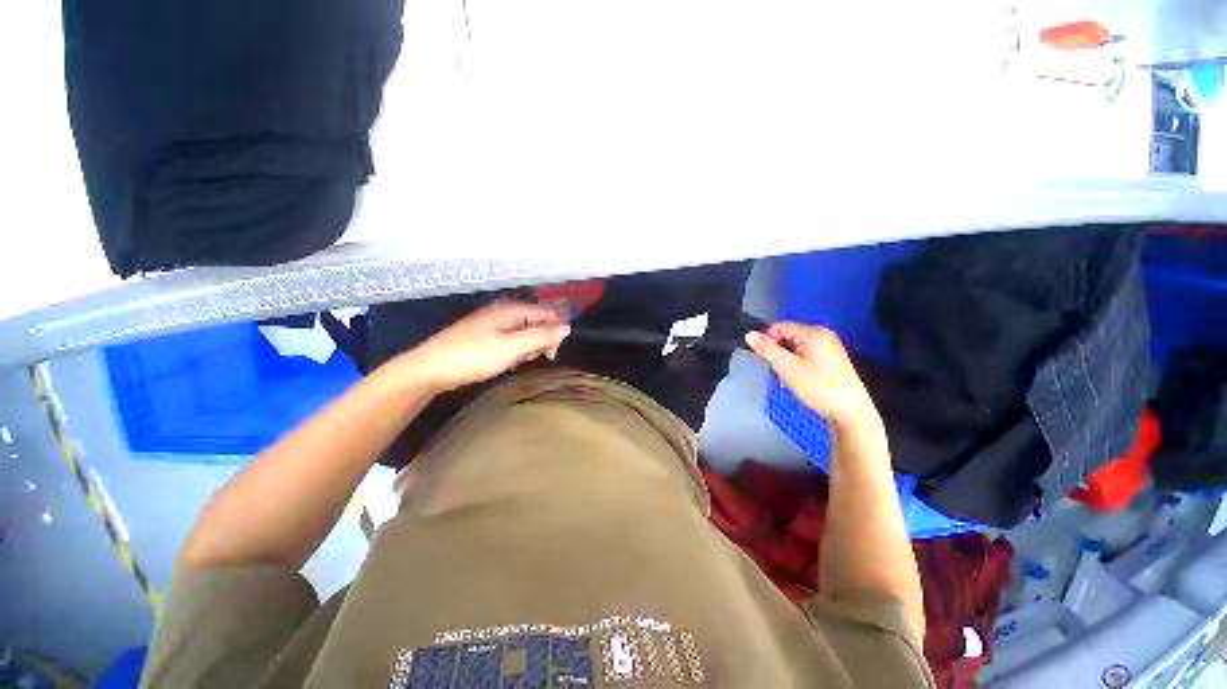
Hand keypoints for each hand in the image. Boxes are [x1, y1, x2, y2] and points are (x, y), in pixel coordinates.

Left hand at [394, 300, 570, 392]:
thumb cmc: (474, 356)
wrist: (430, 368)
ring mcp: (495, 321)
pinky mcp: (488, 333)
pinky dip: (515, 350)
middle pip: (539, 322)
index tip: (550, 354)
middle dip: (540, 341)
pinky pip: (513, 338)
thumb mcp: (513, 347)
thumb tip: (567, 327)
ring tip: (514, 360)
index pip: (549, 313)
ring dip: (527, 348)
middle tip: (527, 358)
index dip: (555, 332)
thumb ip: (542, 336)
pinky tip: (506, 360)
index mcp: (513, 309)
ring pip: (526, 332)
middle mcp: (506, 310)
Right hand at [745, 322, 879, 431]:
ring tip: (788, 380)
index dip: (767, 341)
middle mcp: (822, 336)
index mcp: (813, 333)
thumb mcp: (787, 367)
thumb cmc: (818, 386)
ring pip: (795, 349)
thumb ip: (766, 349)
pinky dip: (797, 367)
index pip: (779, 327)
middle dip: (778, 354)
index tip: (765, 360)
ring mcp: (829, 348)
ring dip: (786, 363)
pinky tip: (797, 382)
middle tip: (778, 372)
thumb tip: (749, 334)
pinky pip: (805, 357)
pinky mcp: (831, 361)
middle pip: (787, 337)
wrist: (850, 412)